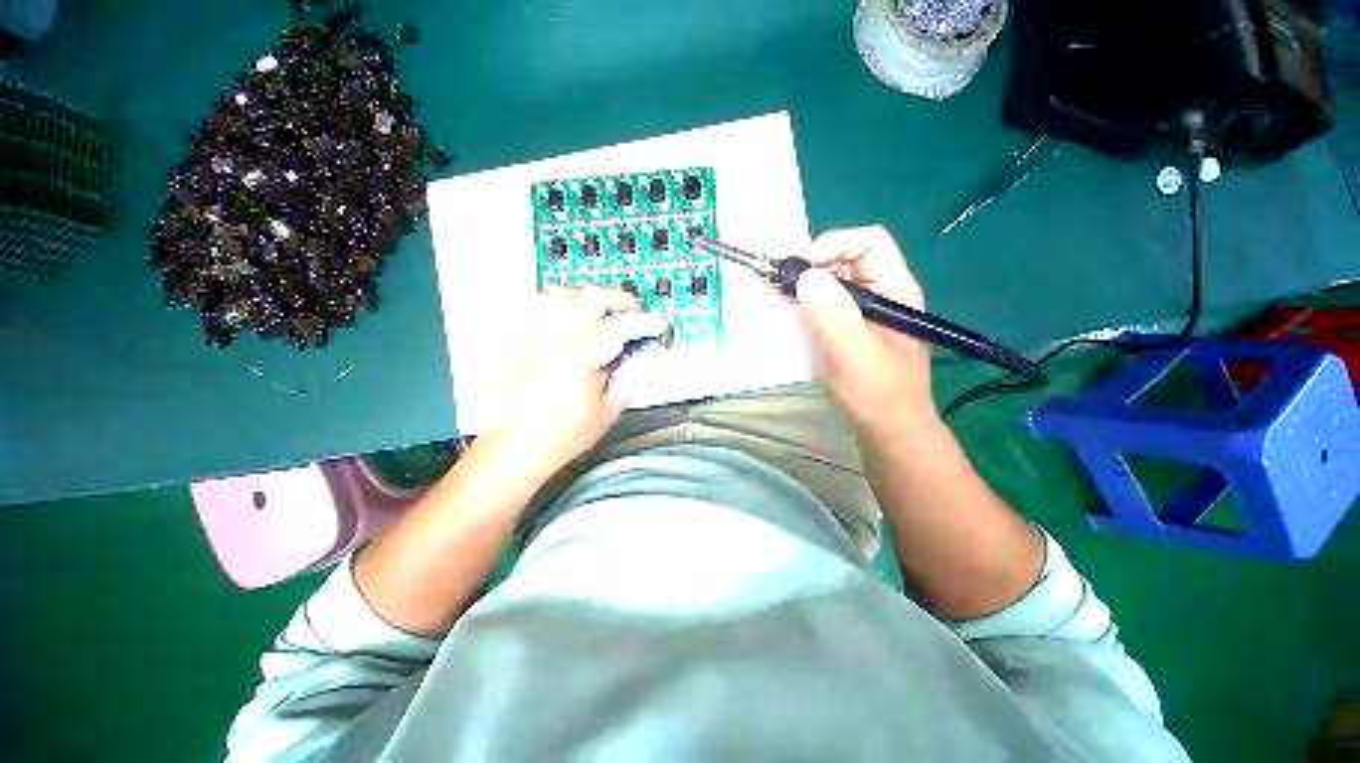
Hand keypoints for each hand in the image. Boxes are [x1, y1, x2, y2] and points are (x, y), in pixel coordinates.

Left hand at [494, 286, 667, 479]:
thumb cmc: (565, 433)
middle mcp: (553, 339)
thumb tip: (648, 354)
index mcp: (576, 358)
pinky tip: (574, 316)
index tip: (658, 324)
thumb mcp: (609, 408)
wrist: (519, 444)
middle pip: (591, 299)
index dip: (642, 323)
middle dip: (620, 301)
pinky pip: (542, 304)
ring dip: (591, 298)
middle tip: (635, 315)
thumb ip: (631, 375)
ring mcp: (533, 335)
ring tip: (605, 313)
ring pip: (565, 294)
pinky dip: (564, 303)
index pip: (617, 328)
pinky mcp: (522, 338)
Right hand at [794, 226, 934, 427]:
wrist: (890, 430)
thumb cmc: (877, 396)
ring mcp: (871, 310)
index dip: (832, 245)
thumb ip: (833, 315)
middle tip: (784, 286)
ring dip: (811, 283)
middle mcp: (886, 293)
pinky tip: (797, 315)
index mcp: (896, 291)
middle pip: (851, 257)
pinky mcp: (857, 326)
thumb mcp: (853, 356)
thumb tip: (806, 277)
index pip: (869, 242)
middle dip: (816, 264)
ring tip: (785, 299)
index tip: (799, 270)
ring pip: (839, 279)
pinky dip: (812, 301)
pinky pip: (833, 301)